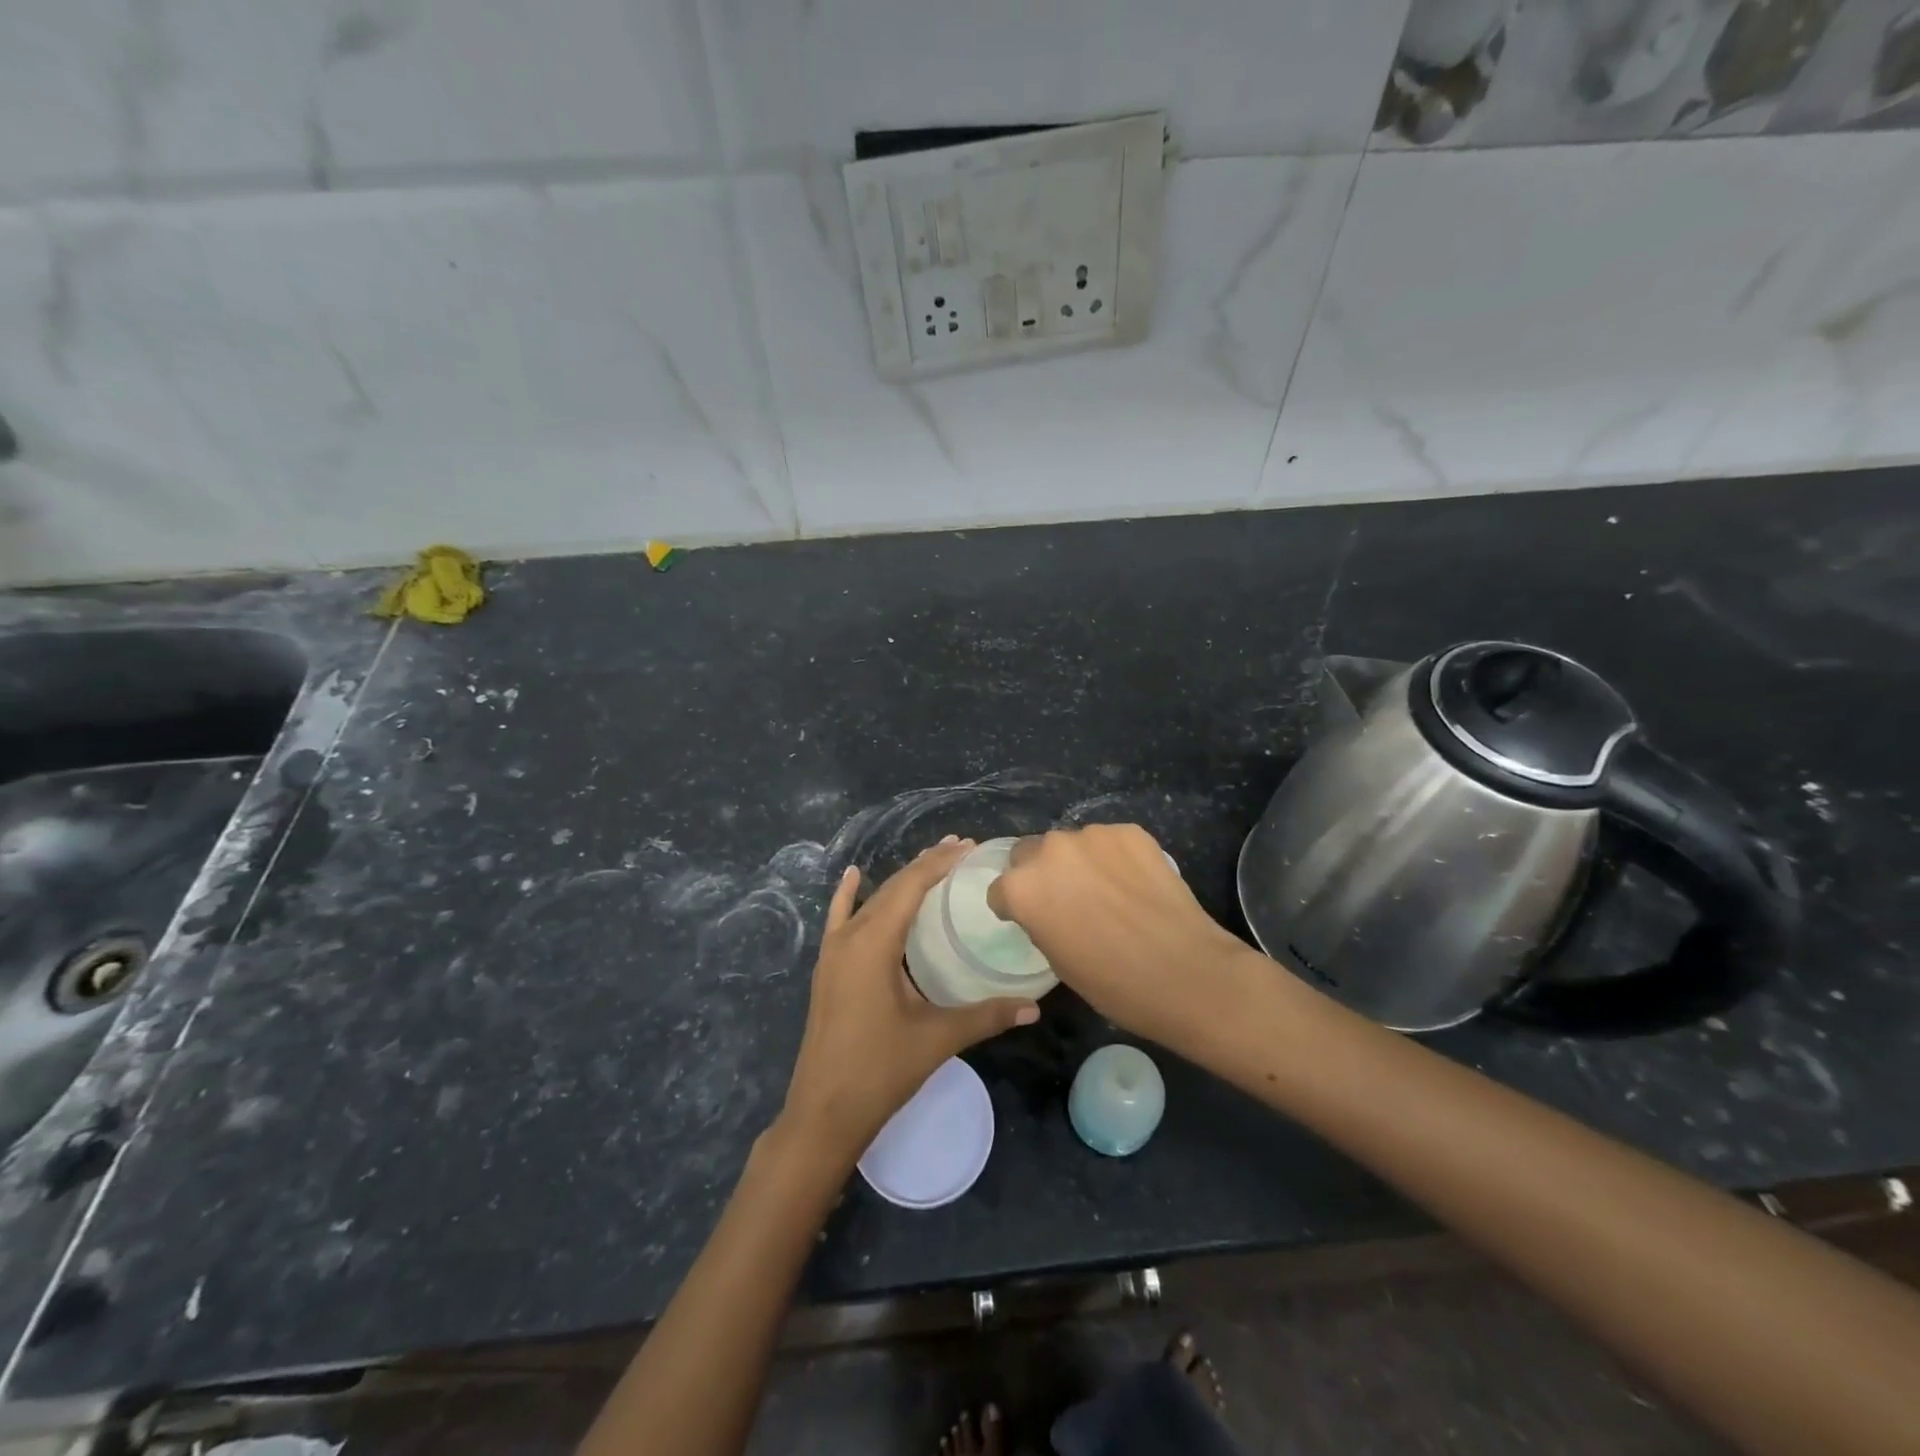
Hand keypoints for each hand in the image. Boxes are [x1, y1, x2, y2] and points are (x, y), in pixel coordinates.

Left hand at [781, 838, 1039, 1164]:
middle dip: (925, 866)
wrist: (823, 1113)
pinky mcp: (827, 969)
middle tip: (961, 850)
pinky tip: (853, 876)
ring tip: (931, 863)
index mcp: (874, 943)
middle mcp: (850, 937)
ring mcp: (833, 952)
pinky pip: (839, 919)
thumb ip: (986, 1016)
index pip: (910, 886)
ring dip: (900, 881)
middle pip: (891, 888)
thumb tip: (1034, 1006)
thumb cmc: (880, 1071)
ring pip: (870, 901)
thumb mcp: (937, 1039)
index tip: (969, 847)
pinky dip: (848, 895)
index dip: (939, 863)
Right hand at [987, 824, 1252, 1046]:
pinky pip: (1109, 842)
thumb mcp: (1057, 961)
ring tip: (1108, 892)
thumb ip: (1040, 922)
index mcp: (1022, 887)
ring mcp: (1092, 835)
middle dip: (1040, 874)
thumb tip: (1048, 909)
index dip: (1013, 908)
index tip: (1032, 921)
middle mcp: (1050, 850)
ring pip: (1072, 845)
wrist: (1185, 972)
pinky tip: (1135, 884)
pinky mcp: (1130, 831)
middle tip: (1067, 900)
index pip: (1000, 890)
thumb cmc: (1113, 983)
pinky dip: (1114, 858)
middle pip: (1030, 854)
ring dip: (1079, 863)